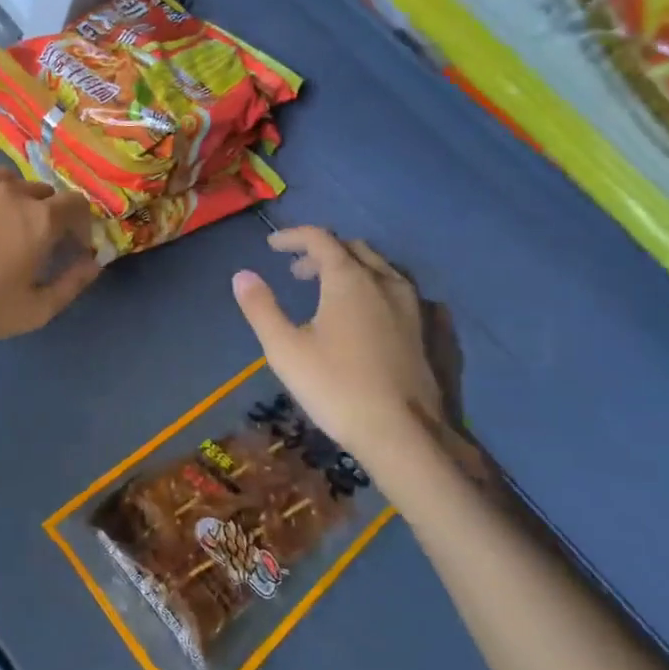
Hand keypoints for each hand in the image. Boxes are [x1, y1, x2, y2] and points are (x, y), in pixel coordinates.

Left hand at [0, 161, 101, 345]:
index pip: (76, 204)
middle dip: (46, 210)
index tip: (73, 245)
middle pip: (40, 190)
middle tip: (35, 238)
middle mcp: (10, 193)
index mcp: (41, 219)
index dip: (80, 223)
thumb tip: (93, 263)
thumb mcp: (38, 309)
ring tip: (1, 217)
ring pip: (2, 177)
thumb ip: (72, 283)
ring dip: (10, 193)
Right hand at [231, 228, 444, 459]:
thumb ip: (261, 307)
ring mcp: (412, 304)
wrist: (401, 432)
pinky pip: (397, 290)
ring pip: (378, 268)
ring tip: (326, 291)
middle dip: (321, 253)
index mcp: (349, 279)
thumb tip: (242, 275)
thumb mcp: (284, 348)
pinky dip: (373, 287)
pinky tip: (365, 312)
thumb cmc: (335, 387)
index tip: (272, 246)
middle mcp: (384, 281)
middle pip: (352, 249)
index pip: (320, 239)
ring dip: (348, 268)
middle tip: (295, 272)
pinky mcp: (426, 329)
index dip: (293, 237)